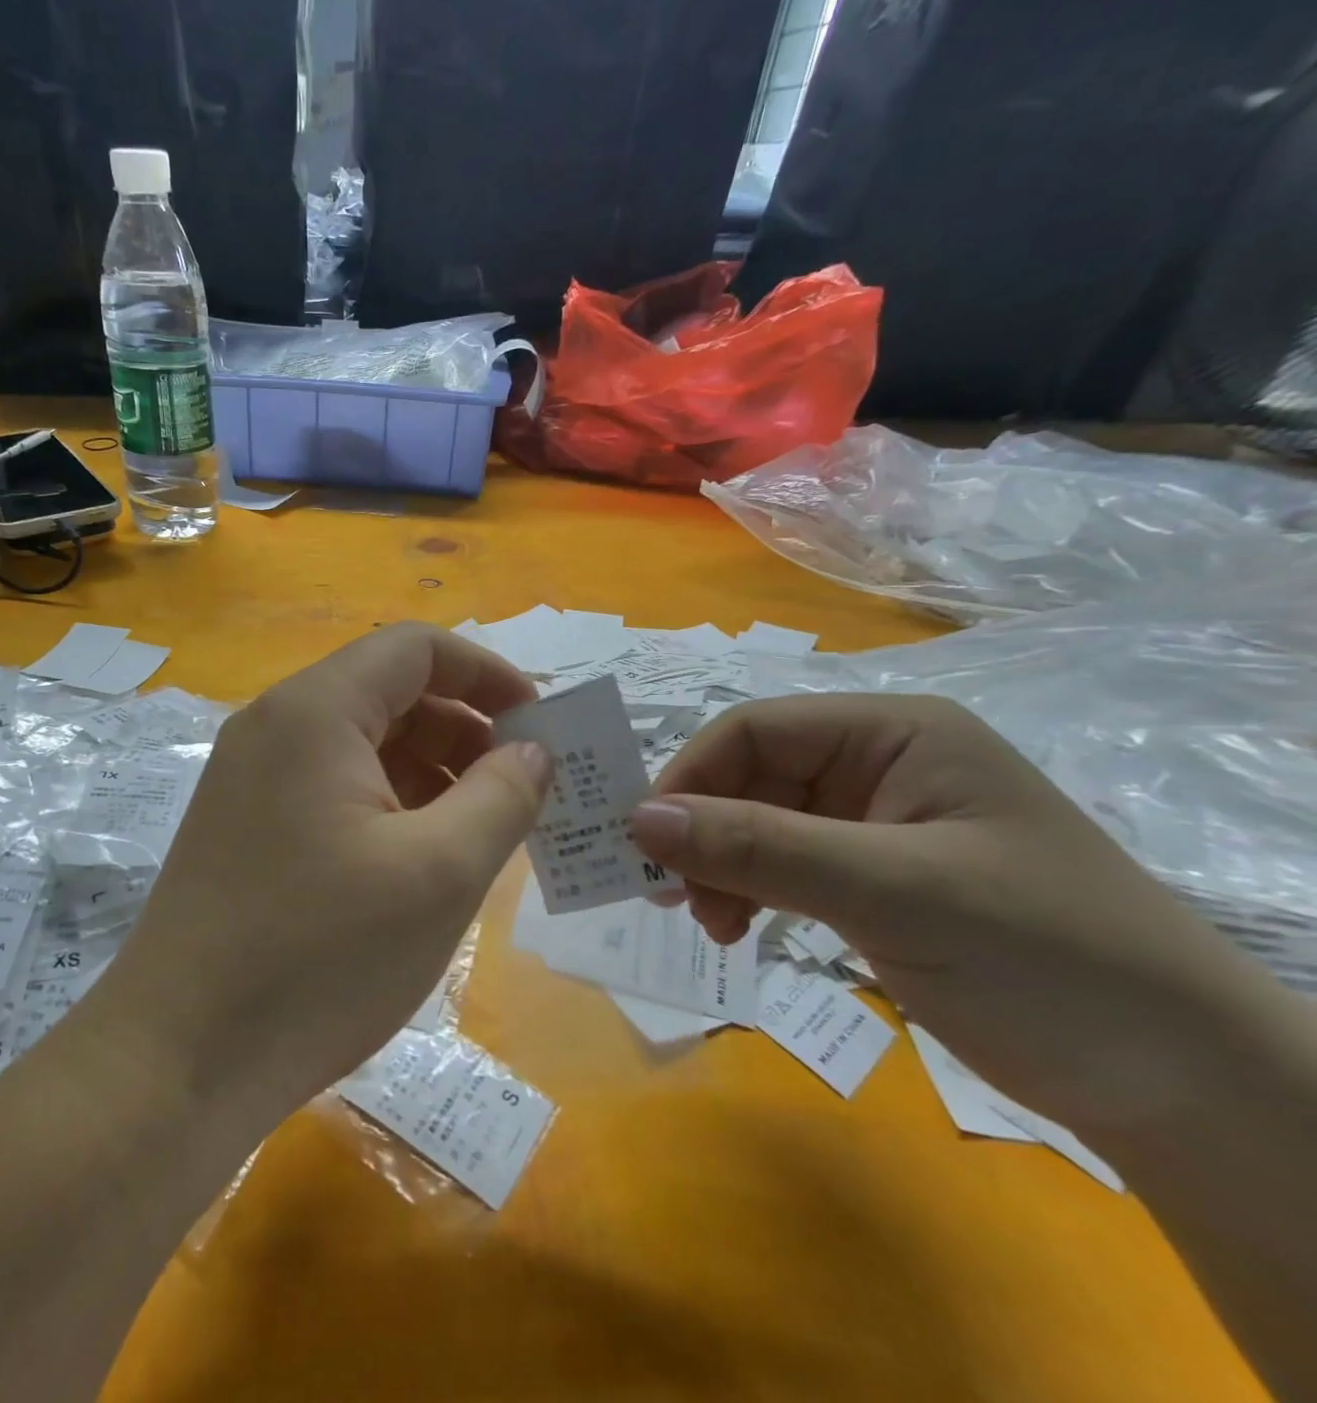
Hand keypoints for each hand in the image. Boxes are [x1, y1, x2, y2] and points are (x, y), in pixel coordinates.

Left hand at [97, 623, 552, 1122]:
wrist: (177, 1062)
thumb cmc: (319, 957)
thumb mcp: (439, 873)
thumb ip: (502, 796)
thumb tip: (532, 750)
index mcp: (314, 710)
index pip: (415, 648)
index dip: (486, 673)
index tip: (540, 724)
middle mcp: (275, 726)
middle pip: (388, 693)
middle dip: (465, 729)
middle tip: (522, 789)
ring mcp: (253, 777)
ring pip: (363, 745)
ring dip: (431, 772)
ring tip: (484, 832)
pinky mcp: (247, 826)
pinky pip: (334, 788)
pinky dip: (390, 805)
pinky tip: (424, 859)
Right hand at [627, 693, 1281, 1131]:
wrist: (1182, 1088)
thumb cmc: (1044, 958)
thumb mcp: (891, 892)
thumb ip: (758, 849)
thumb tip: (636, 820)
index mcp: (893, 734)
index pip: (755, 730)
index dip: (690, 776)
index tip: (642, 840)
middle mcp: (878, 766)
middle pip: (749, 778)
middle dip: (702, 833)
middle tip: (669, 896)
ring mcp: (873, 825)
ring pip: (756, 825)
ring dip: (719, 868)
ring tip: (711, 924)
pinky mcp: (870, 879)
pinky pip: (780, 867)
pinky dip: (747, 893)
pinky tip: (739, 929)